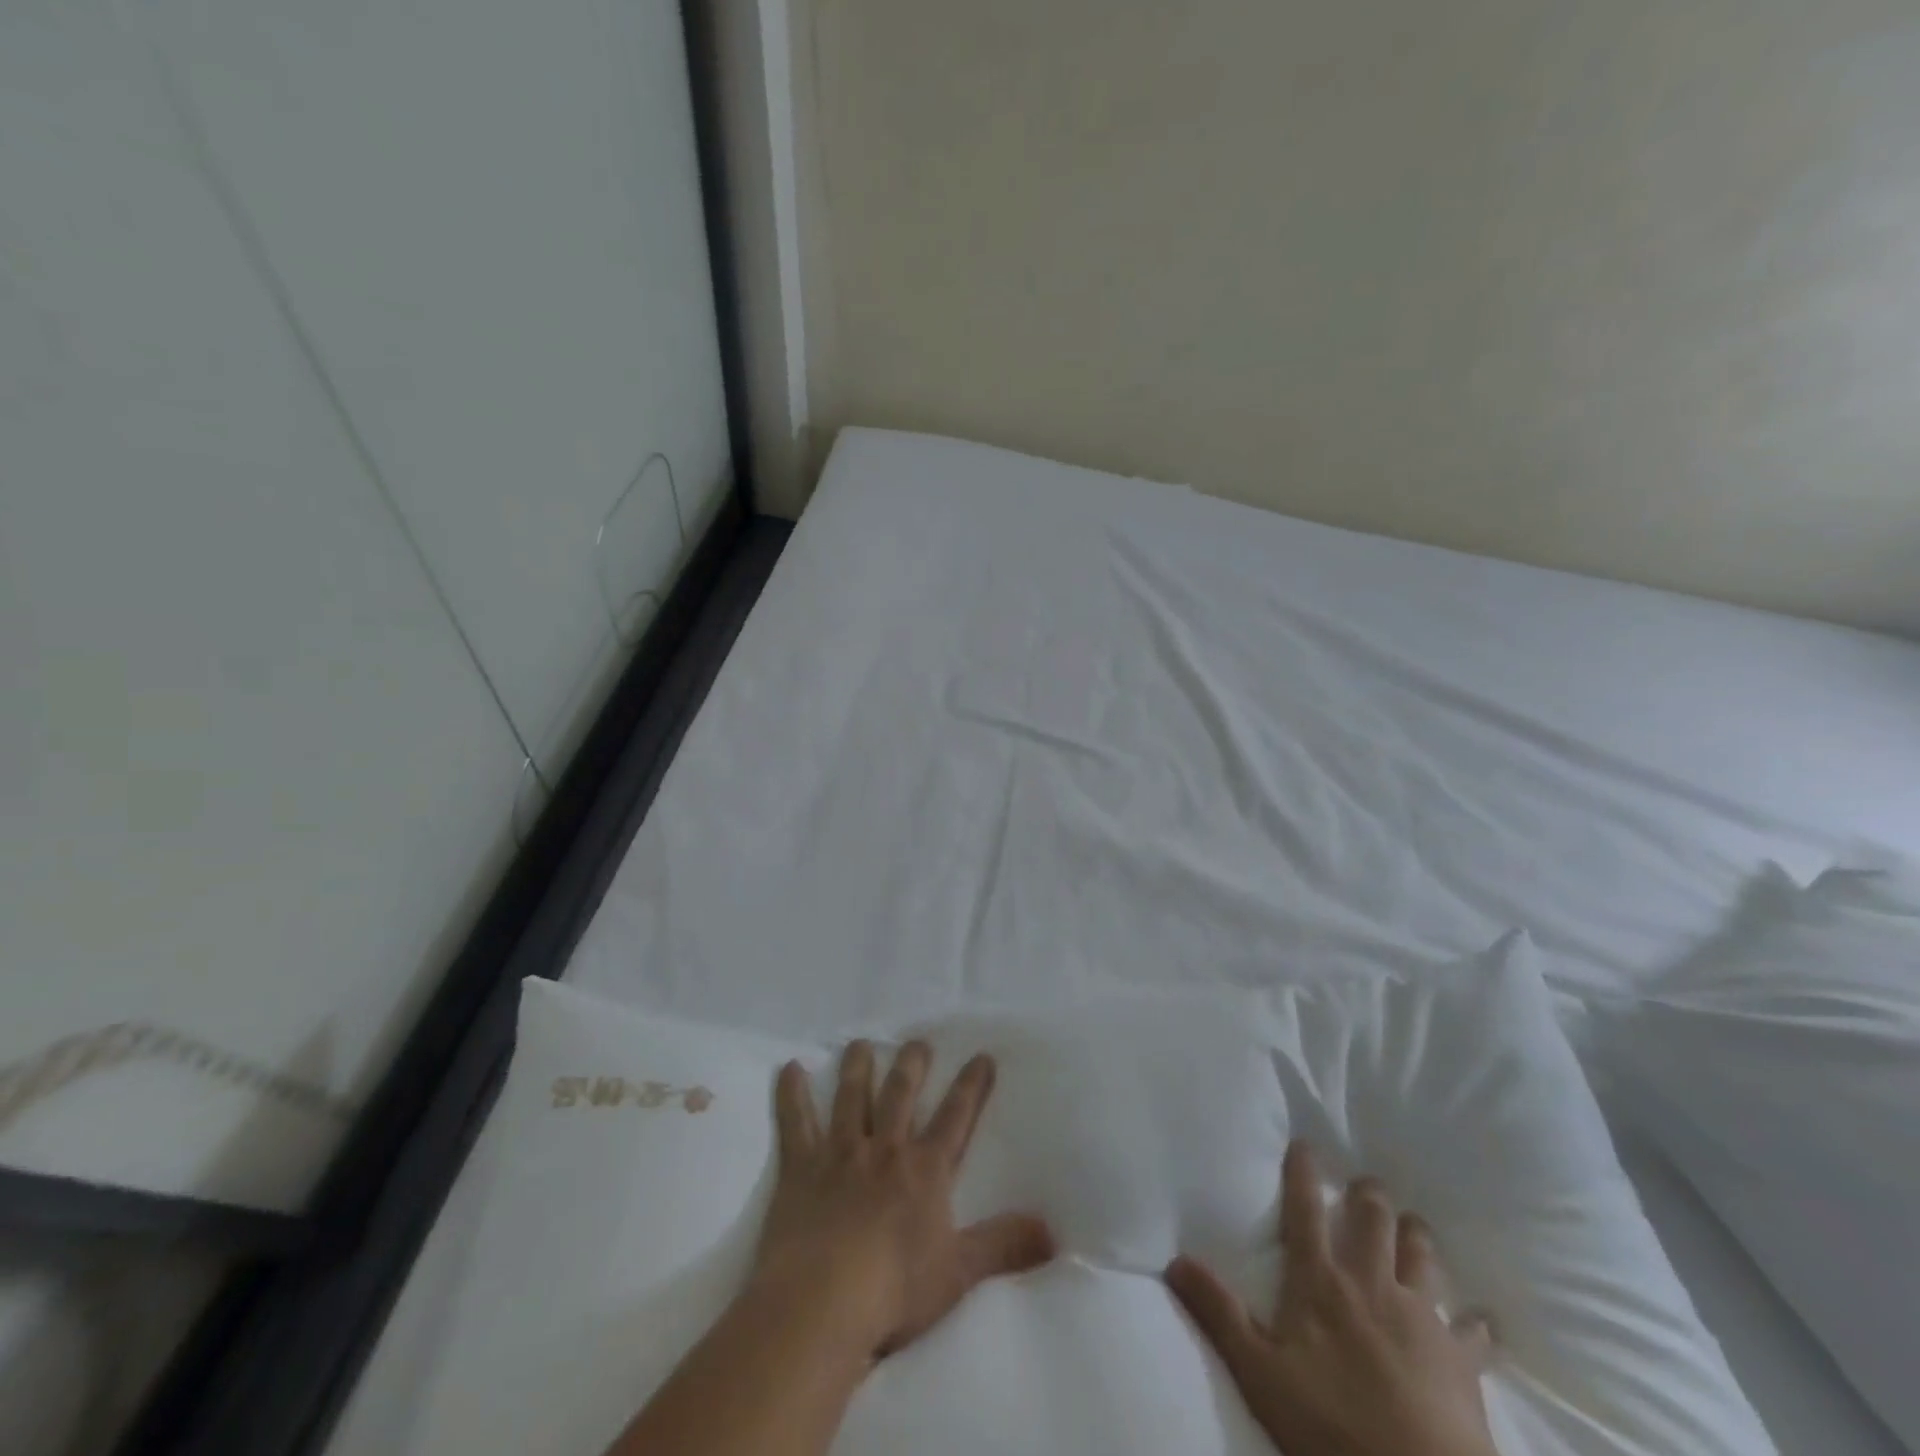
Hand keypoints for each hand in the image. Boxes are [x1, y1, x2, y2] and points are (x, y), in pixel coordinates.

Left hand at [747, 1040, 1055, 1363]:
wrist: (822, 1302)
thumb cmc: (894, 1290)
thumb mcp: (959, 1272)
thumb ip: (1004, 1246)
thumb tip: (1054, 1232)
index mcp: (924, 1170)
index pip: (955, 1118)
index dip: (971, 1087)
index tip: (981, 1056)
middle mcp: (885, 1149)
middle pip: (901, 1095)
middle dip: (912, 1066)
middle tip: (918, 1042)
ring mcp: (840, 1153)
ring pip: (851, 1098)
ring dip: (857, 1068)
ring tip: (861, 1043)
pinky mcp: (801, 1167)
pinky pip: (796, 1122)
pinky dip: (792, 1095)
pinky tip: (790, 1068)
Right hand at [1165, 1141, 1497, 1455]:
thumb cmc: (1332, 1429)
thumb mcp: (1259, 1372)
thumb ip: (1218, 1312)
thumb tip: (1174, 1260)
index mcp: (1321, 1282)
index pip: (1305, 1210)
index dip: (1303, 1173)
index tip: (1306, 1143)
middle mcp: (1371, 1284)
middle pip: (1374, 1219)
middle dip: (1370, 1195)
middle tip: (1367, 1185)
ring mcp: (1421, 1318)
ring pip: (1422, 1256)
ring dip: (1417, 1237)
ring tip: (1413, 1227)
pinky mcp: (1462, 1360)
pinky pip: (1474, 1331)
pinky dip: (1476, 1323)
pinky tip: (1483, 1321)